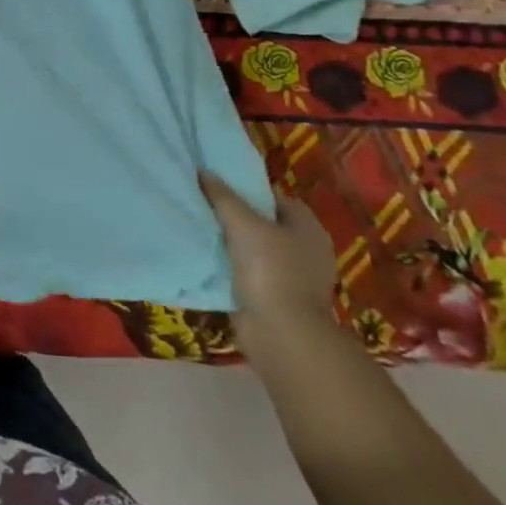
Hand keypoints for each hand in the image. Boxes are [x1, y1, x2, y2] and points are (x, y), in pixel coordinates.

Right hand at [200, 172, 340, 348]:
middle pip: (264, 222)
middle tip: (202, 204)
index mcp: (307, 227)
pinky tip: (206, 258)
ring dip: (230, 242)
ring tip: (198, 228)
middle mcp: (305, 249)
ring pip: (254, 248)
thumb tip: (203, 171)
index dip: (247, 189)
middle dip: (235, 215)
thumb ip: (222, 196)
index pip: (275, 197)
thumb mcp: (243, 224)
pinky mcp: (277, 297)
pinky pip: (248, 271)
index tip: (217, 186)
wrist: (281, 333)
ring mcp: (292, 275)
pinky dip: (230, 265)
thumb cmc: (270, 270)